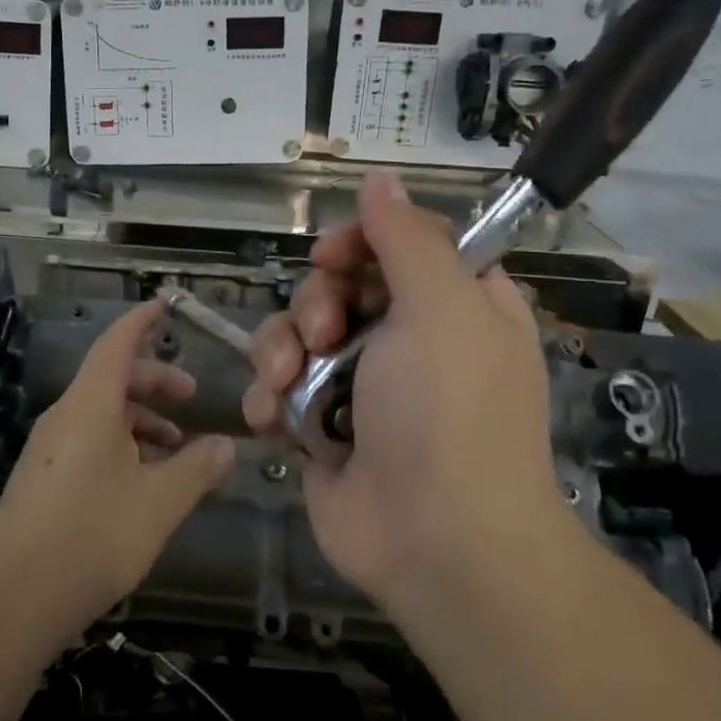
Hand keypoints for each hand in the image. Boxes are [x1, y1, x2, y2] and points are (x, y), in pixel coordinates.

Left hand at [0, 299, 235, 640]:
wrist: (12, 599)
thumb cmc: (92, 537)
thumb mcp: (159, 503)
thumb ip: (197, 469)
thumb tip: (226, 447)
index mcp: (90, 405)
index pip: (117, 343)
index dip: (142, 321)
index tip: (167, 305)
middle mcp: (65, 416)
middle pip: (112, 378)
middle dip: (155, 381)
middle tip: (192, 394)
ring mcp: (49, 449)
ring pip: (102, 414)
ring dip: (141, 421)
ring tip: (177, 450)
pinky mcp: (43, 479)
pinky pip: (88, 442)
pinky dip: (122, 446)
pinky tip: (144, 483)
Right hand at [242, 173, 564, 609]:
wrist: (437, 542)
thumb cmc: (450, 413)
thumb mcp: (442, 308)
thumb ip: (408, 238)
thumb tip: (382, 178)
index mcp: (453, 305)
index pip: (398, 246)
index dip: (360, 243)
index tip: (332, 255)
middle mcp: (407, 341)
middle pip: (336, 287)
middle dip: (315, 304)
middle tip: (323, 334)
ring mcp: (359, 387)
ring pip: (295, 335)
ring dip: (280, 351)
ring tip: (286, 385)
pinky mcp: (320, 427)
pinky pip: (277, 388)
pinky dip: (268, 398)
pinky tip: (271, 418)